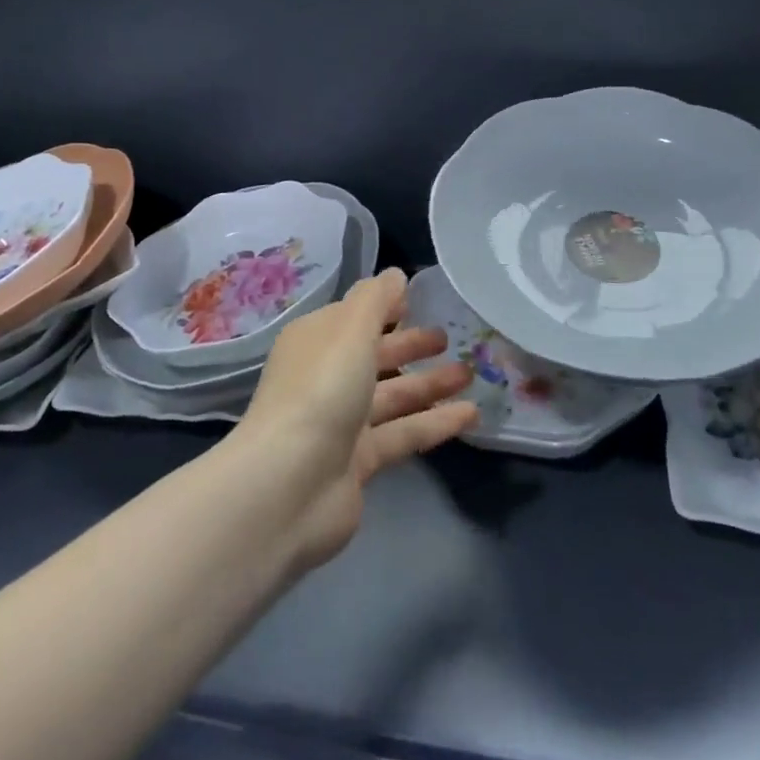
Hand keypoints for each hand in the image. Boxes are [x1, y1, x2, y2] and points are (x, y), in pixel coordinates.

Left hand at [233, 269, 477, 569]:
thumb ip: (376, 299)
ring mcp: (341, 422)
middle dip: (410, 345)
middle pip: (374, 355)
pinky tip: (471, 414)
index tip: (421, 300)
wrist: (288, 485)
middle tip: (450, 337)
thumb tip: (396, 274)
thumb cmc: (320, 390)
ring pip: (393, 396)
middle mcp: (326, 377)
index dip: (385, 307)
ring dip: (429, 384)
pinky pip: (403, 433)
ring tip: (470, 373)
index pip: (354, 316)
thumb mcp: (350, 330)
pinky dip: (435, 423)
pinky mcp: (359, 462)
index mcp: (316, 340)